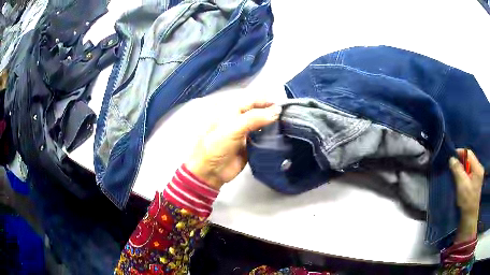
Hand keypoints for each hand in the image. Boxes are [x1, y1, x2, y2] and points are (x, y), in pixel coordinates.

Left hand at [186, 101, 280, 189]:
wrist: (211, 172)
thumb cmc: (215, 147)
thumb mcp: (232, 129)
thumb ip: (254, 118)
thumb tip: (275, 111)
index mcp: (230, 109)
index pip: (251, 99)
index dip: (265, 100)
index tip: (281, 105)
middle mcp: (238, 118)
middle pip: (257, 110)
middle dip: (270, 110)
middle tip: (285, 114)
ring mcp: (244, 131)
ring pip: (261, 122)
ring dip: (272, 122)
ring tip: (285, 123)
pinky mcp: (250, 144)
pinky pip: (263, 136)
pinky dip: (271, 135)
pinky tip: (279, 134)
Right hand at [449, 149, 484, 242]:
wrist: (469, 218)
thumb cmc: (467, 201)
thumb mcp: (462, 184)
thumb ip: (457, 170)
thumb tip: (452, 159)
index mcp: (478, 168)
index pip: (469, 153)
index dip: (460, 153)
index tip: (451, 157)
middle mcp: (479, 170)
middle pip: (469, 160)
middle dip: (460, 162)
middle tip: (451, 167)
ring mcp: (478, 177)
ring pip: (469, 168)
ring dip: (461, 170)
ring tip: (454, 175)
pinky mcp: (475, 184)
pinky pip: (469, 174)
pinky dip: (463, 175)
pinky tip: (459, 181)